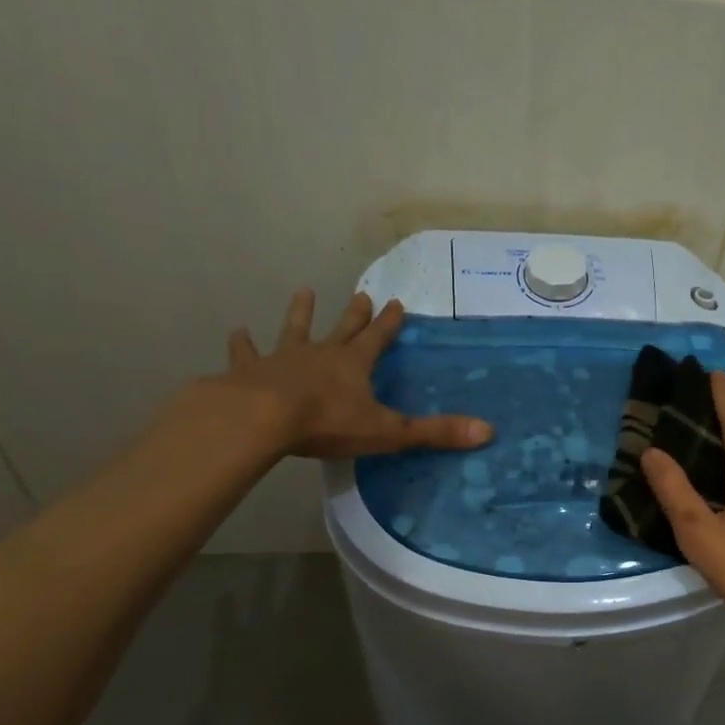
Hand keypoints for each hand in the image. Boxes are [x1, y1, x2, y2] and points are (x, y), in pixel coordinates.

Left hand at [217, 288, 492, 459]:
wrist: (262, 418)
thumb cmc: (327, 423)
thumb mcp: (389, 431)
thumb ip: (435, 432)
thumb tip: (488, 431)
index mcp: (354, 365)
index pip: (378, 338)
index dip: (389, 323)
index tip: (396, 302)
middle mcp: (321, 354)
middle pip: (342, 328)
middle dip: (355, 314)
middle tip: (361, 293)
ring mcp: (282, 359)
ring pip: (294, 330)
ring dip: (300, 313)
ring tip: (303, 291)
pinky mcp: (249, 372)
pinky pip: (247, 355)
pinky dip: (243, 345)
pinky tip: (237, 332)